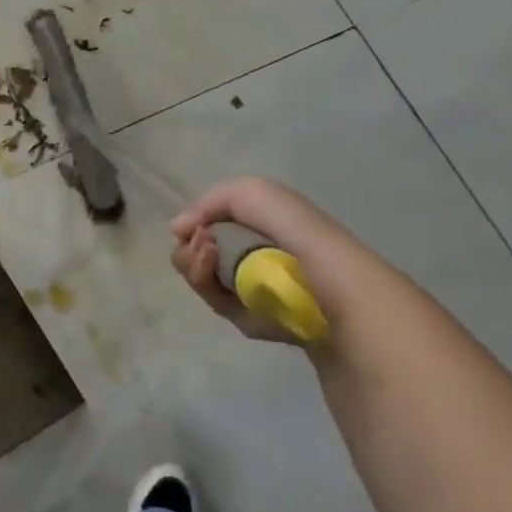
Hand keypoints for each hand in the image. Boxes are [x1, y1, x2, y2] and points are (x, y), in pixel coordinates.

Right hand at [169, 177, 358, 342]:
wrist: (333, 293)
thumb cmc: (298, 234)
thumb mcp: (254, 193)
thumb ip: (211, 200)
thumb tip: (178, 228)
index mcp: (262, 225)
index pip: (213, 222)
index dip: (197, 220)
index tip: (190, 225)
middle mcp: (253, 255)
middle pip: (199, 250)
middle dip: (189, 245)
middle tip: (201, 242)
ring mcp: (249, 288)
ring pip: (200, 275)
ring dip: (193, 262)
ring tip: (206, 254)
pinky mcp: (248, 319)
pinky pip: (213, 300)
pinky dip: (205, 283)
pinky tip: (213, 270)